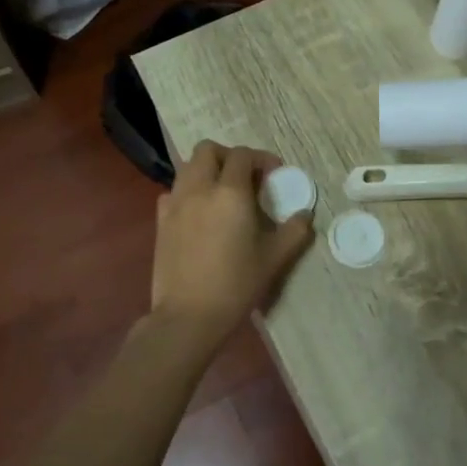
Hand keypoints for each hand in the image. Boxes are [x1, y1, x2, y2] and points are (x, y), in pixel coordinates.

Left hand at [151, 141, 314, 343]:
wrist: (189, 315)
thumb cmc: (236, 285)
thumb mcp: (274, 259)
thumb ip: (294, 231)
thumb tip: (305, 214)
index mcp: (230, 193)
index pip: (242, 156)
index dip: (260, 158)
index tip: (274, 173)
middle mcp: (199, 189)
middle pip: (207, 150)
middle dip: (228, 155)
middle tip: (245, 176)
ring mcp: (175, 203)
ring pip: (187, 167)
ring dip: (207, 170)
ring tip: (223, 193)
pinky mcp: (160, 220)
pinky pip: (173, 191)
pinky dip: (188, 191)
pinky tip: (200, 213)